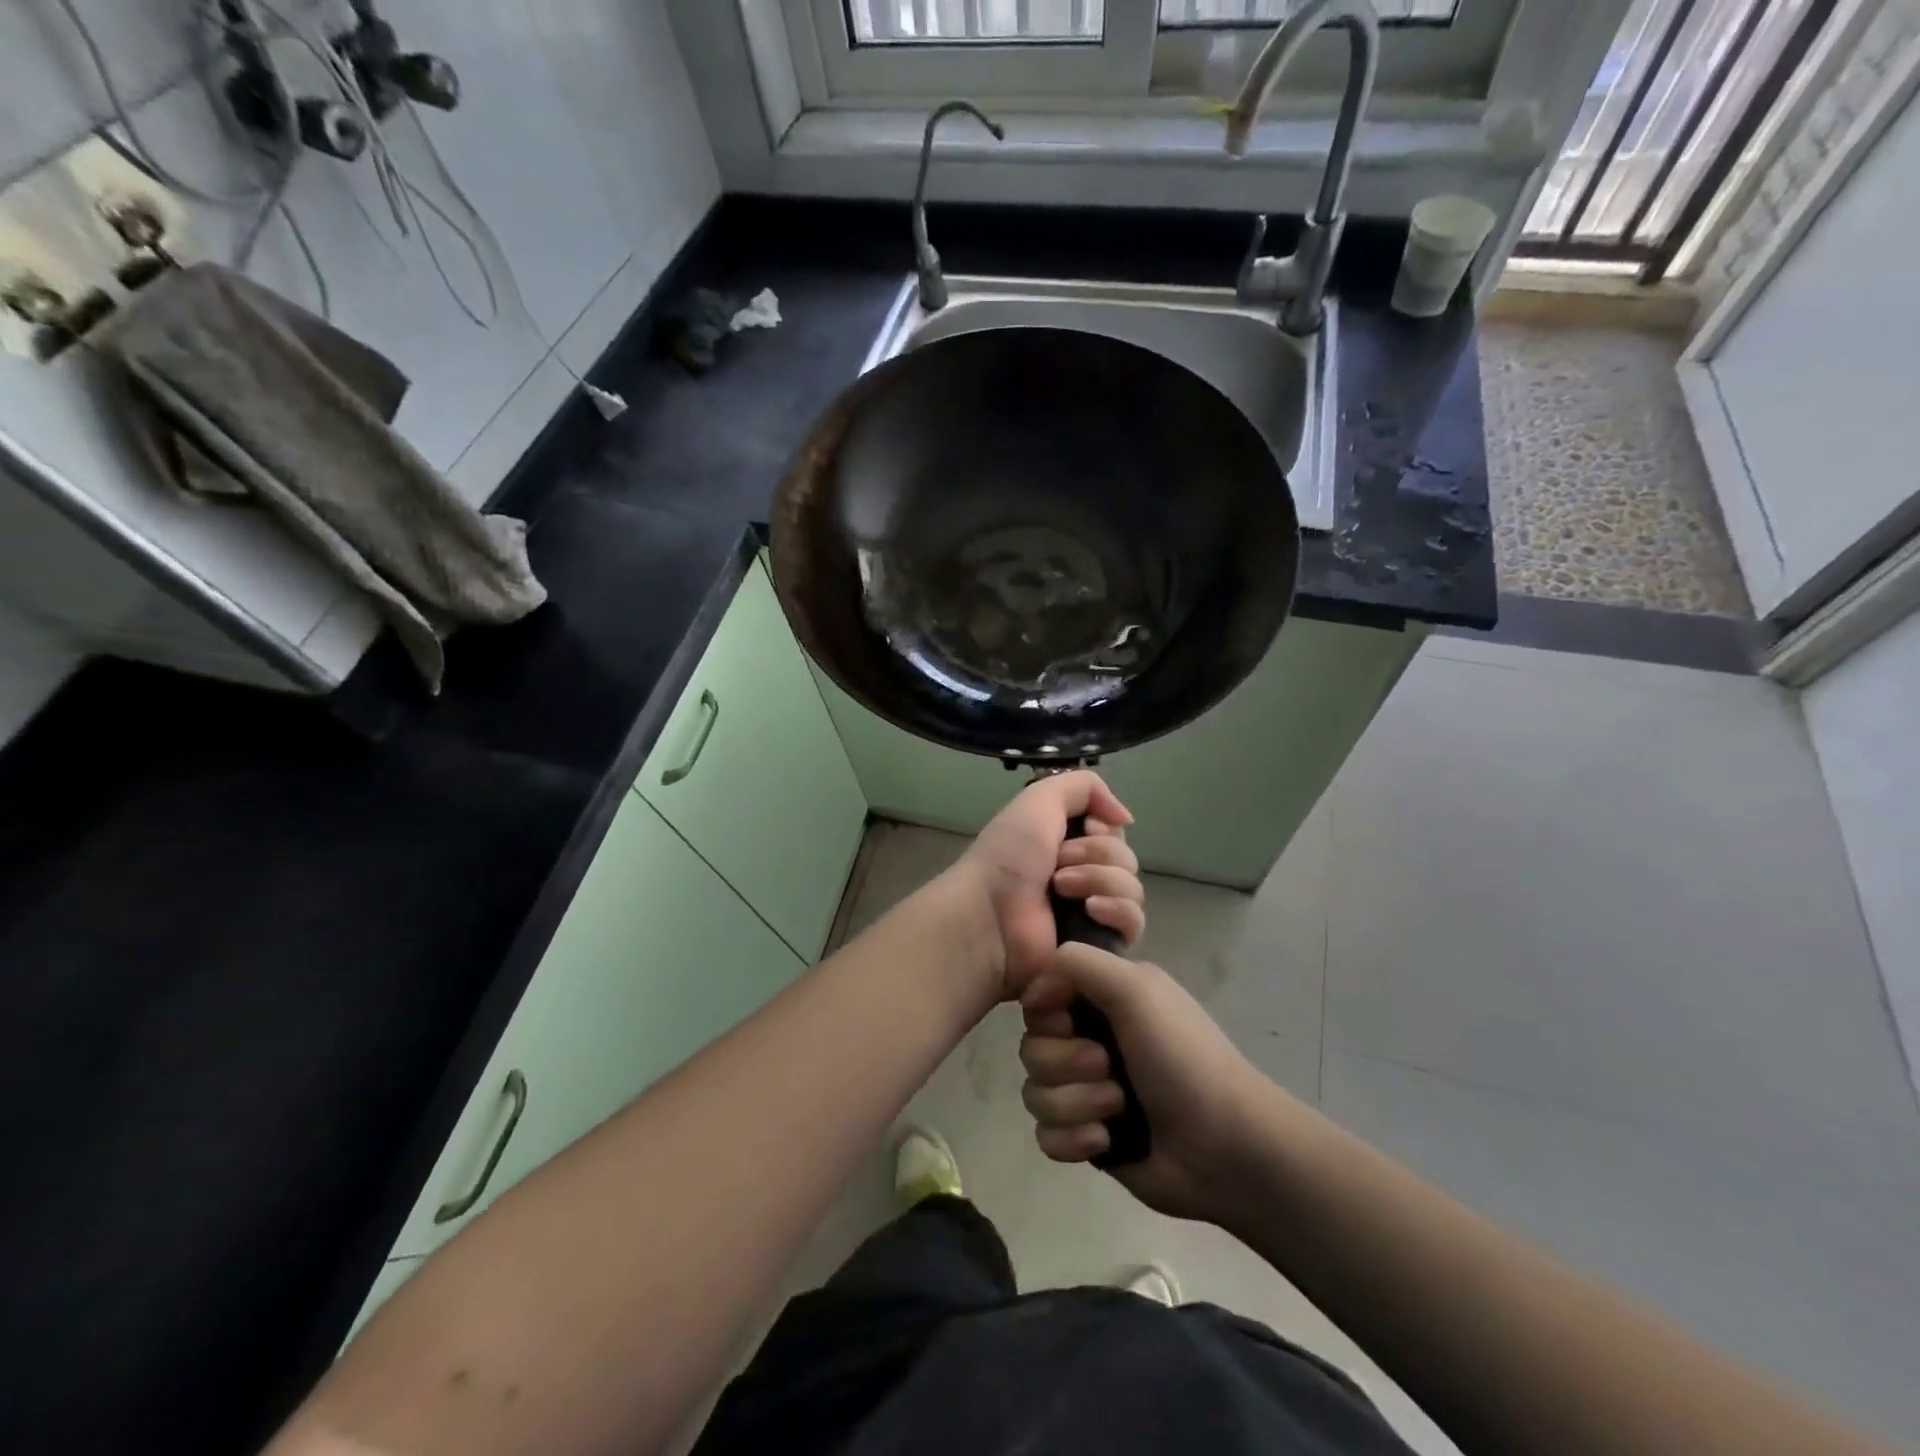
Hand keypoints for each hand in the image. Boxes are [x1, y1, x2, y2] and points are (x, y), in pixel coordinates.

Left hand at [950, 771, 1145, 1000]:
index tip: (1086, 828)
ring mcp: (1091, 912)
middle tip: (1058, 862)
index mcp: (1065, 842)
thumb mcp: (1040, 799)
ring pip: (1132, 888)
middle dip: (1096, 853)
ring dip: (1099, 879)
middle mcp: (1081, 874)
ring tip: (1061, 888)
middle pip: (1126, 858)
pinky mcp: (1099, 945)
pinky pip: (1133, 923)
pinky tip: (1090, 910)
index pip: (1114, 831)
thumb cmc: (1008, 856)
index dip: (1105, 828)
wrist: (990, 915)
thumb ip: (1085, 787)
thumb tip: (1125, 818)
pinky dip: (1117, 910)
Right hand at [1018, 944, 1278, 1226]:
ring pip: (1035, 1092)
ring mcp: (1087, 1091)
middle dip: (1066, 1062)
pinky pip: (1046, 1136)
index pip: (1039, 998)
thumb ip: (1078, 962)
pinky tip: (1107, 1141)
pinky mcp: (1088, 1137)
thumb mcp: (1136, 987)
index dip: (1047, 1013)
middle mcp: (1090, 1040)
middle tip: (1108, 1068)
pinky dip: (1073, 1138)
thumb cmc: (1182, 1056)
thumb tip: (1034, 987)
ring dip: (1075, 1102)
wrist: (1225, 1147)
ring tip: (1118, 1109)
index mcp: (1102, 1000)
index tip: (1069, 1020)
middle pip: (1032, 1047)